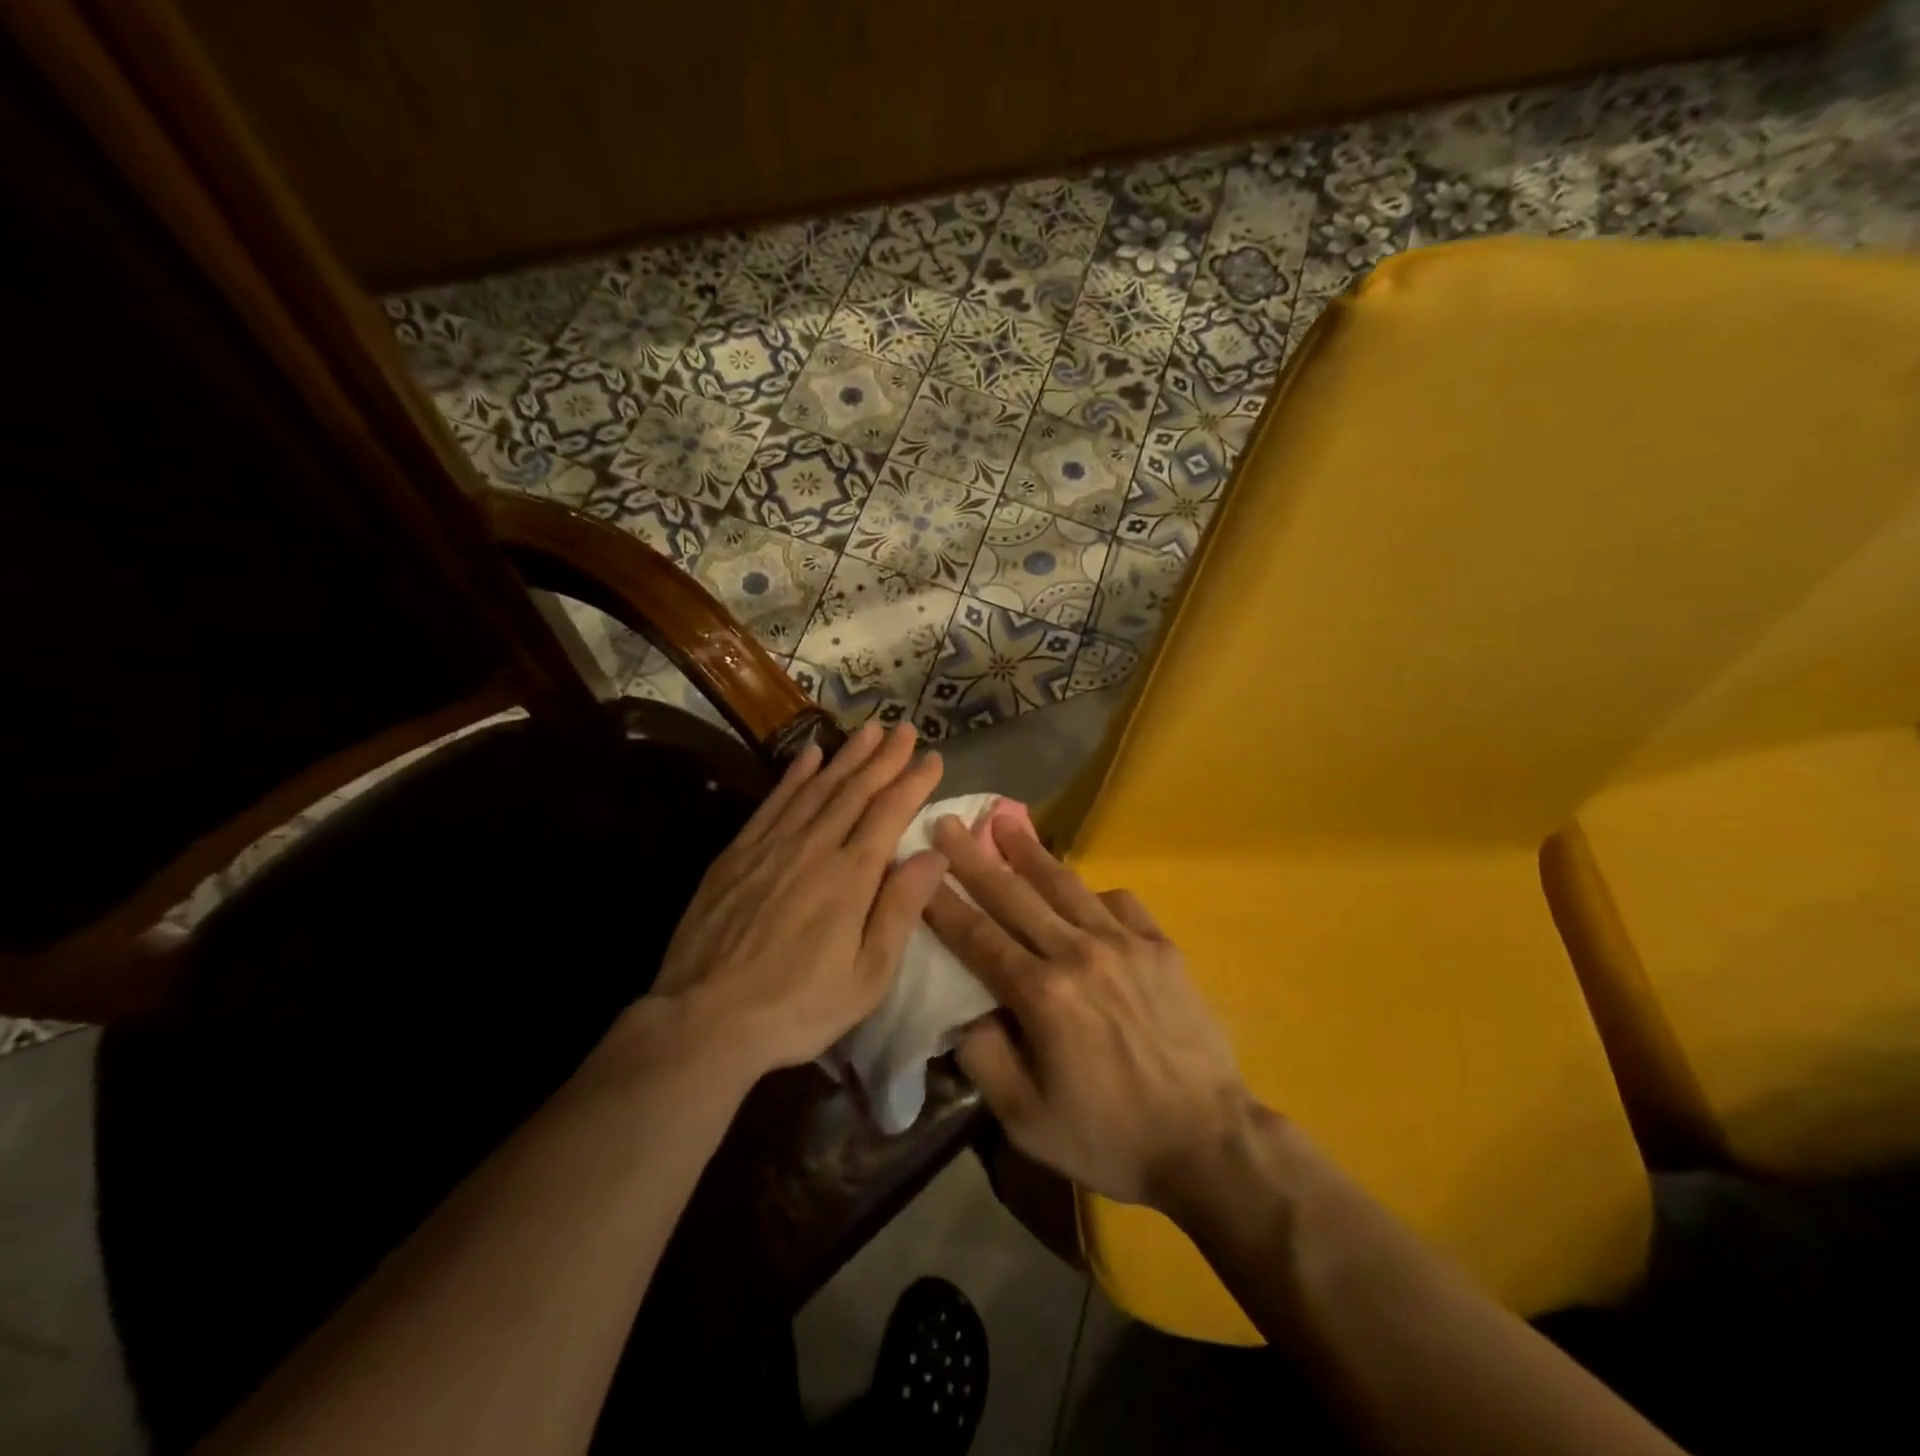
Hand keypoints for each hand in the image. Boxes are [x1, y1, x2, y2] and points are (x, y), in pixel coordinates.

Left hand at [652, 722, 948, 1080]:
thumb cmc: (797, 1007)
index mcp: (851, 877)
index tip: (933, 758)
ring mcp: (772, 846)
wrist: (703, 1020)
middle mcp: (814, 847)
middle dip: (884, 757)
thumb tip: (934, 854)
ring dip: (846, 756)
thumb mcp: (867, 976)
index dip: (913, 782)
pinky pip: (773, 802)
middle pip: (855, 791)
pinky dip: (795, 775)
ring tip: (869, 730)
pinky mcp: (737, 853)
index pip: (889, 814)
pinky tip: (809, 755)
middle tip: (906, 728)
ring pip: (817, 788)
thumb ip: (901, 909)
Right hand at [925, 816, 1253, 1210]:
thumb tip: (963, 1013)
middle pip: (1014, 895)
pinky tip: (1081, 892)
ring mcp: (1124, 943)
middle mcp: (1078, 953)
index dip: (944, 902)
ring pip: (1065, 885)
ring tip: (1005, 820)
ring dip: (1029, 851)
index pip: (978, 936)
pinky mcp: (1160, 945)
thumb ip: (984, 1059)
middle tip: (948, 822)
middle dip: (974, 857)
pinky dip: (1092, 892)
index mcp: (1041, 995)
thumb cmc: (1110, 1137)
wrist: (1208, 1141)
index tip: (920, 867)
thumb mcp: (1026, 1121)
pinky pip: (1119, 902)